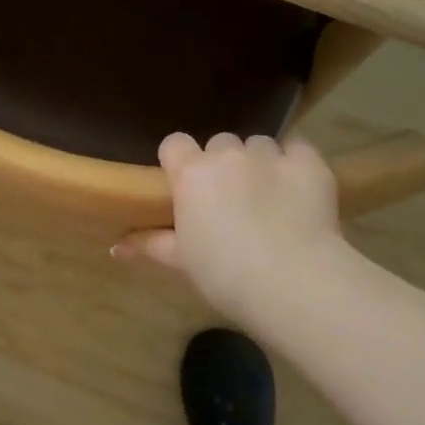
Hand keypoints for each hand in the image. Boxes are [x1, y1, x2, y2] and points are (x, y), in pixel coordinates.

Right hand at [115, 132, 343, 325]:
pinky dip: (296, 164)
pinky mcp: (308, 162)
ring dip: (260, 163)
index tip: (187, 185)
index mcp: (191, 173)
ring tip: (270, 197)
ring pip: (259, 145)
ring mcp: (270, 154)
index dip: (181, 161)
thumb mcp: (182, 261)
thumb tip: (115, 247)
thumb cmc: (226, 275)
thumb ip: (150, 244)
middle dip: (224, 165)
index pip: (175, 143)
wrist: (293, 281)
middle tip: (232, 200)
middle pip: (220, 143)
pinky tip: (299, 189)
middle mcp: (227, 154)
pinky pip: (298, 148)